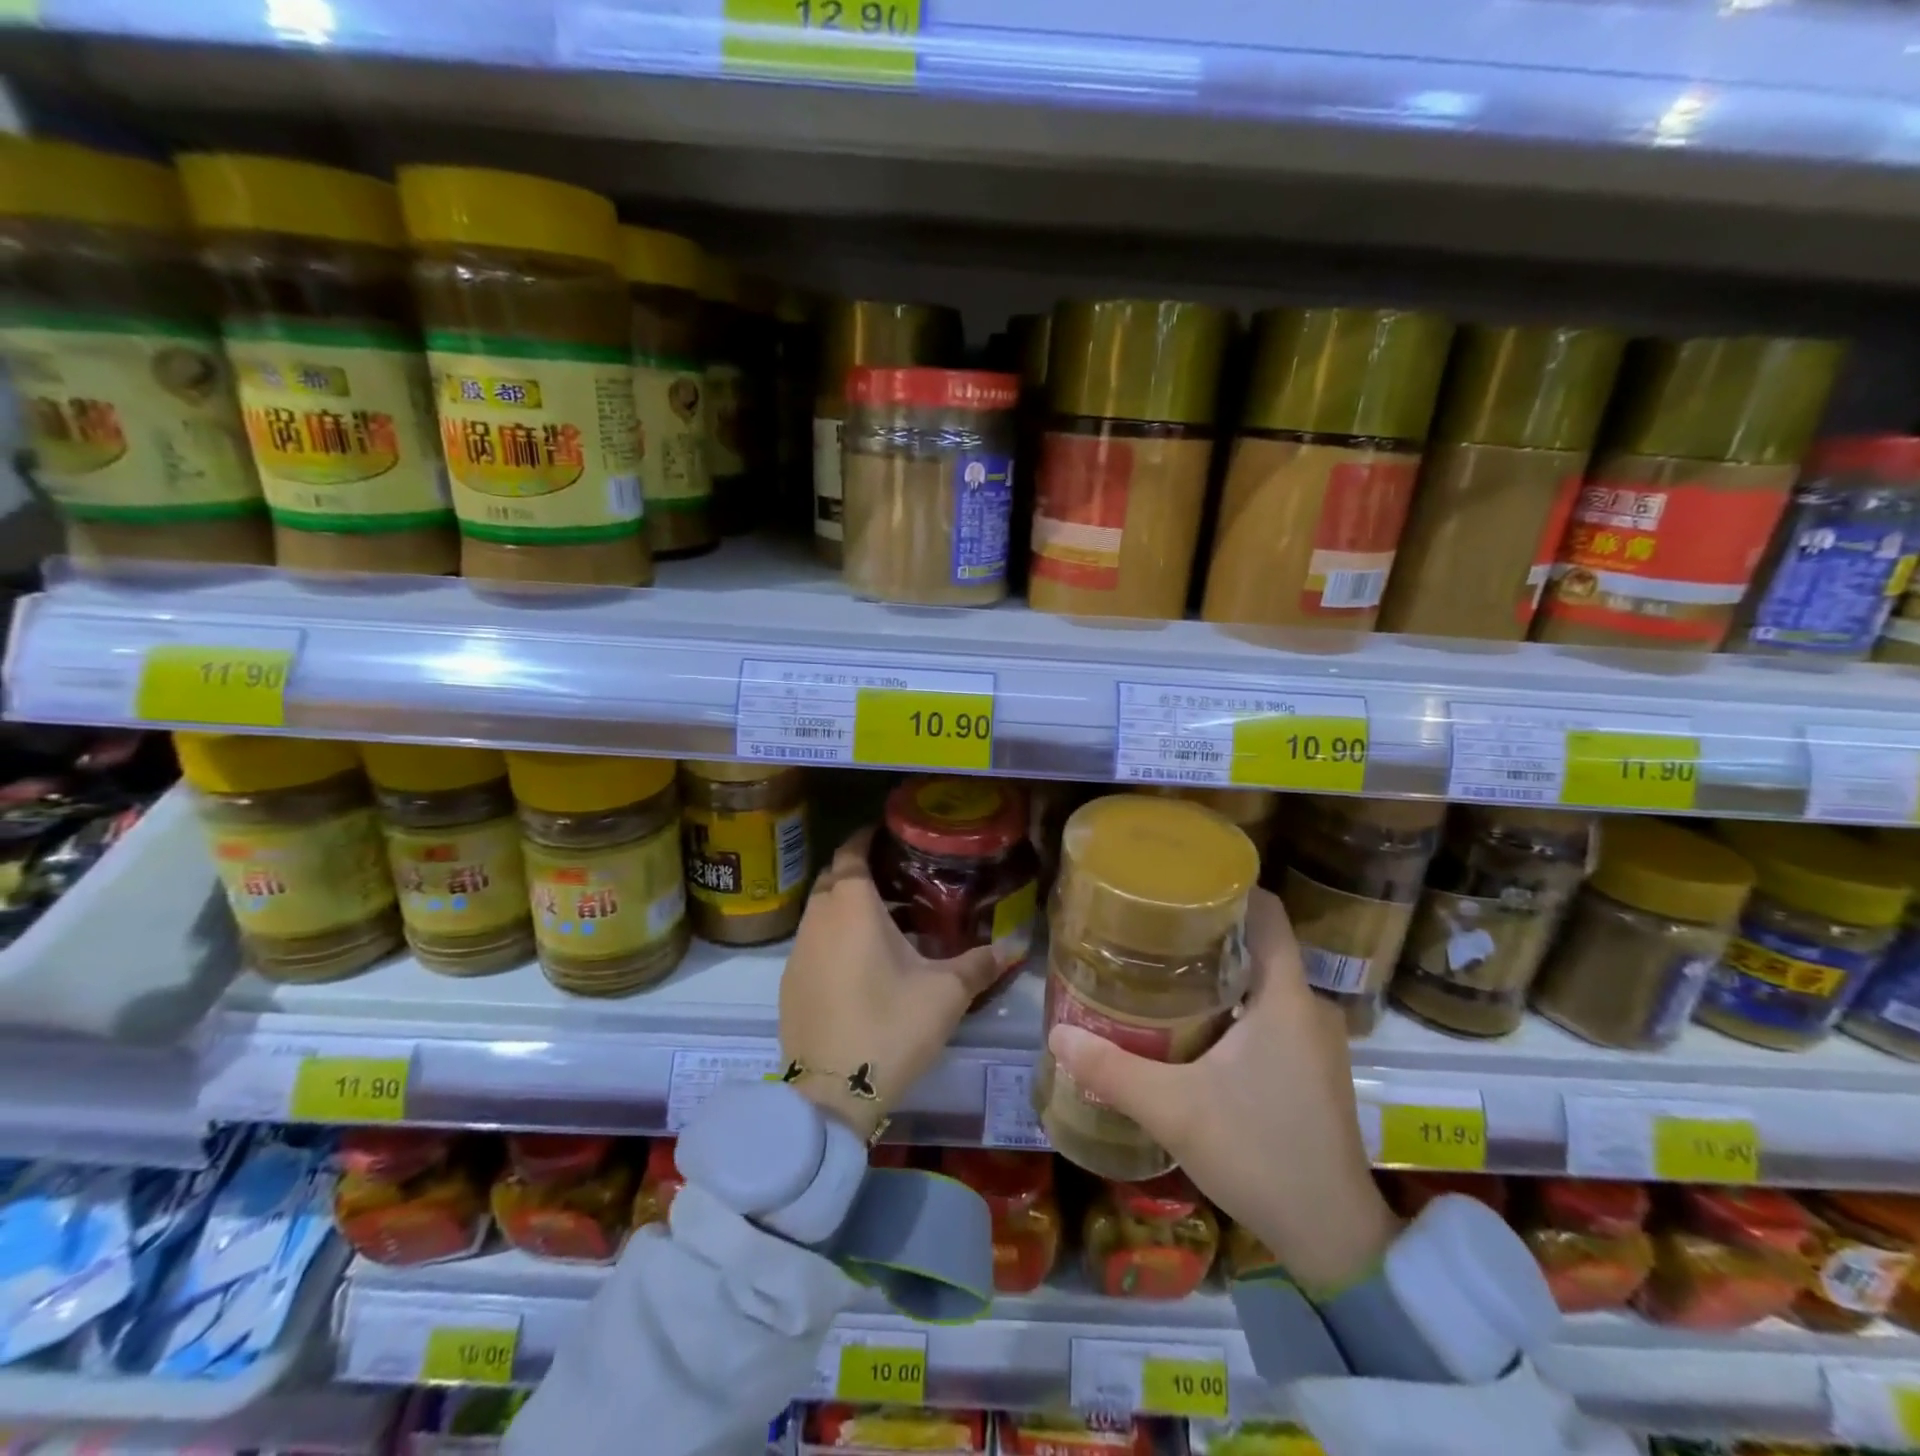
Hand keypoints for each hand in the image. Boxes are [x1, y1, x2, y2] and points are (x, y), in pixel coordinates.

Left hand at [779, 828, 1001, 1139]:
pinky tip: (861, 964)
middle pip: (832, 878)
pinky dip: (833, 938)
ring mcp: (797, 952)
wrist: (832, 1093)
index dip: (865, 837)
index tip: (887, 834)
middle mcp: (818, 918)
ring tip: (886, 922)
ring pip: (820, 912)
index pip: (851, 852)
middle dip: (858, 872)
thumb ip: (980, 963)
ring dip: (845, 908)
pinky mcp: (789, 983)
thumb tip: (1016, 944)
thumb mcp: (946, 993)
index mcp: (852, 905)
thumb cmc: (890, 1027)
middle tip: (896, 879)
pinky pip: (812, 943)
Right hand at [1047, 887, 1399, 1295]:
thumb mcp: (1175, 1110)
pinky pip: (1271, 1011)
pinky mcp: (1312, 1067)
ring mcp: (1315, 1040)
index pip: (1268, 914)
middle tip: (1150, 924)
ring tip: (1161, 964)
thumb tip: (1055, 1033)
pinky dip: (1234, 1002)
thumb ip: (1112, 1071)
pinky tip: (1193, 1018)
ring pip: (1264, 980)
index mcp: (1286, 998)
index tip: (1179, 881)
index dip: (1228, 888)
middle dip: (1208, 929)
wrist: (1333, 1238)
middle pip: (1259, 944)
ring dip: (1219, 969)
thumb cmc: (1260, 1155)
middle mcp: (1309, 1008)